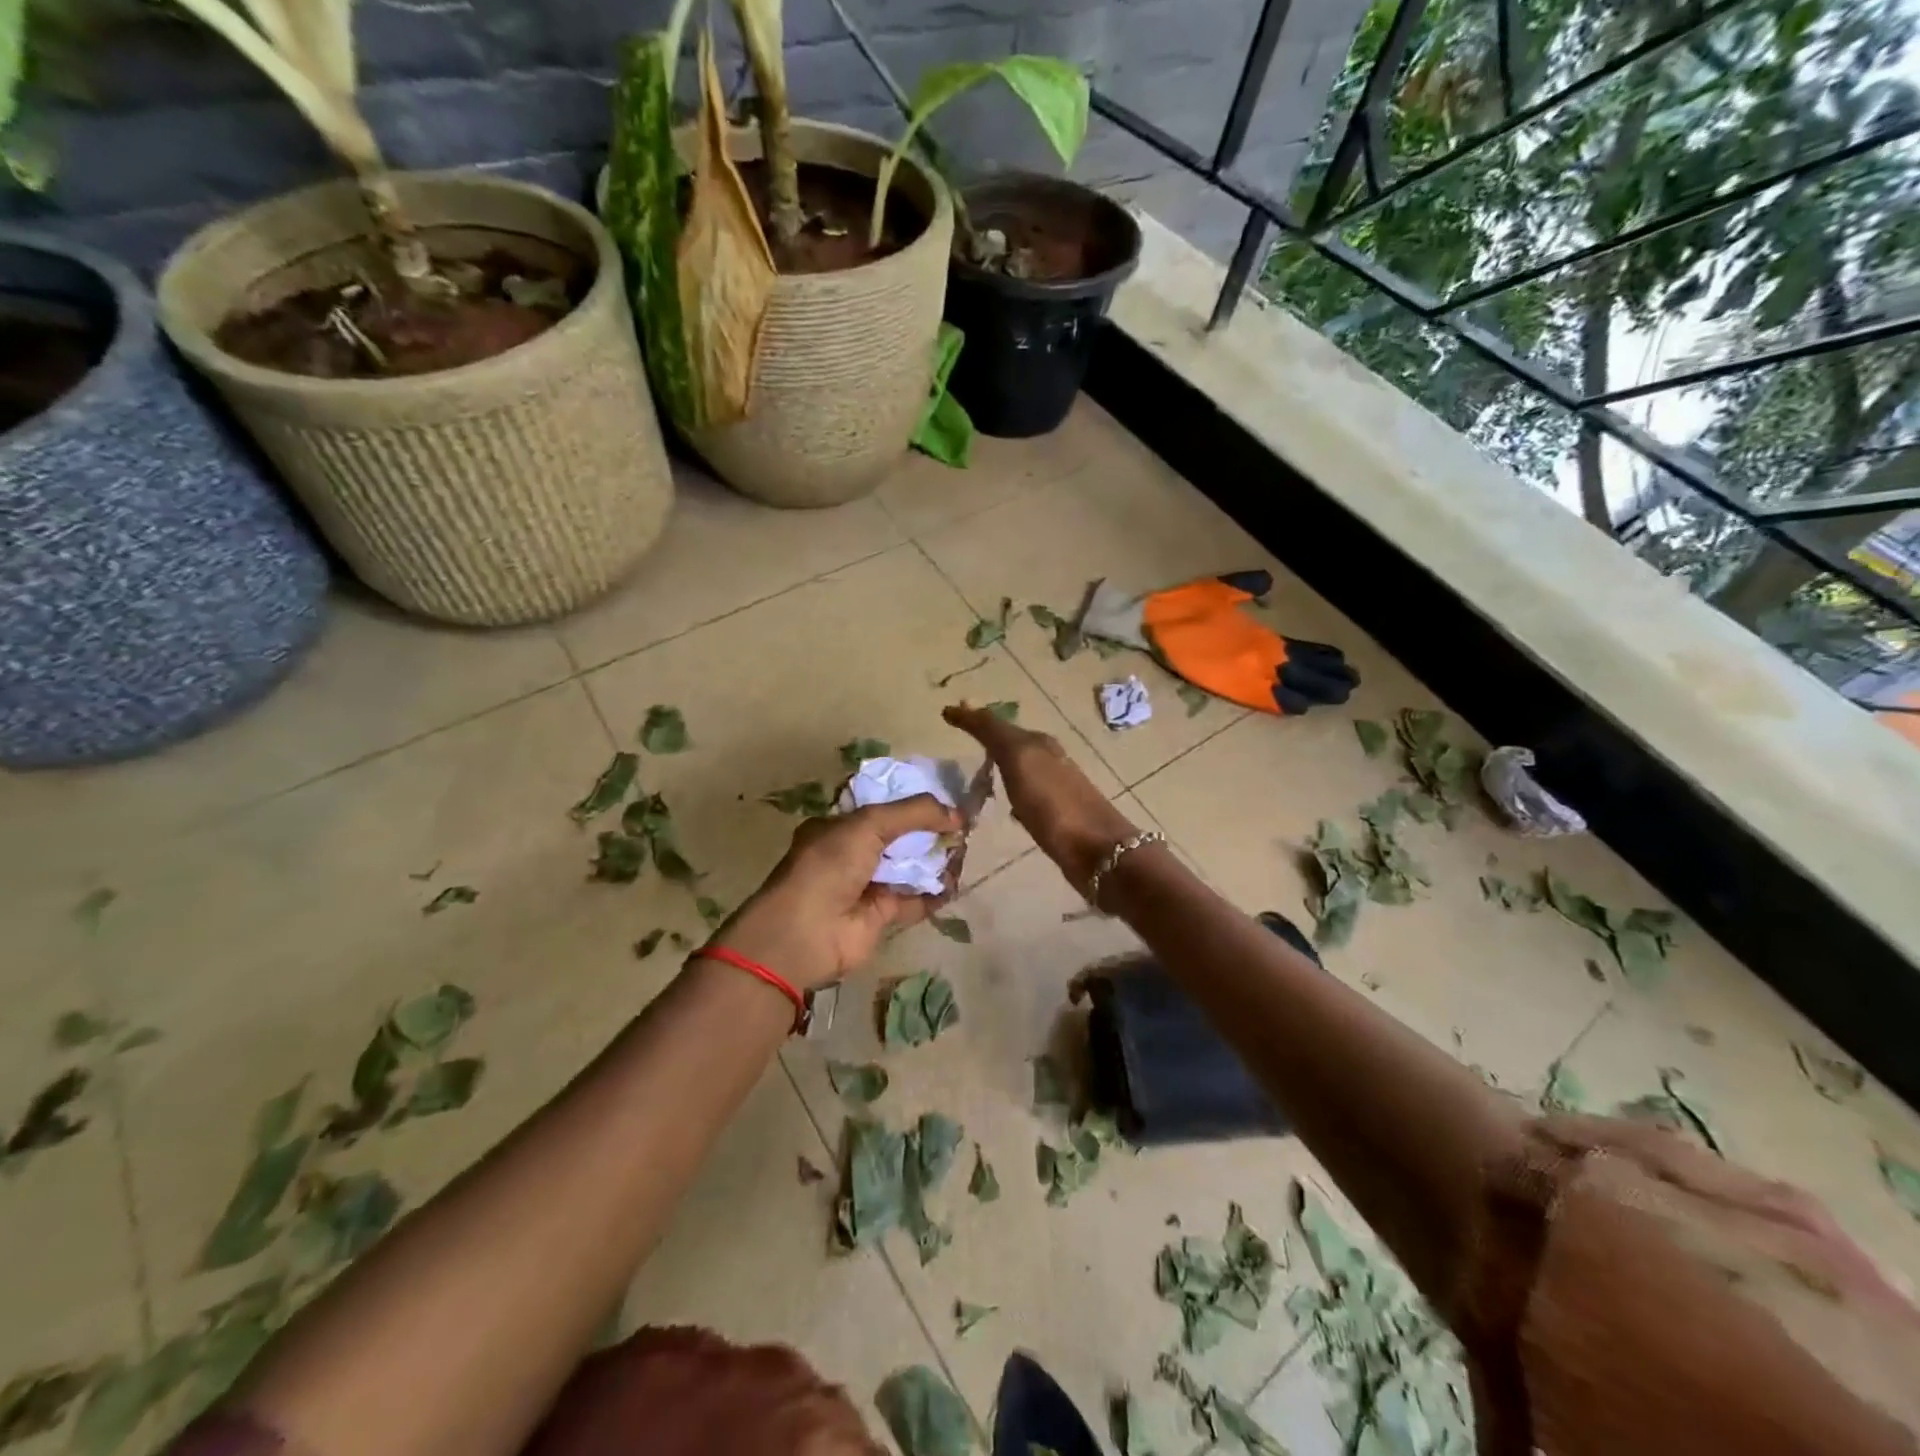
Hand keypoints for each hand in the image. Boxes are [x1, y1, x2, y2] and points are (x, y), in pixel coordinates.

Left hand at [708, 794, 962, 991]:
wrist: (805, 933)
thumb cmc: (829, 866)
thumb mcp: (869, 824)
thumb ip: (914, 813)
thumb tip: (957, 813)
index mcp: (839, 826)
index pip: (880, 805)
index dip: (911, 800)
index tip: (944, 798)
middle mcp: (852, 853)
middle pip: (899, 836)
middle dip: (929, 830)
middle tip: (962, 825)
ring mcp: (867, 885)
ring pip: (910, 866)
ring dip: (935, 859)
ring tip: (963, 850)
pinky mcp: (881, 915)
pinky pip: (915, 900)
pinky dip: (935, 893)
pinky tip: (955, 883)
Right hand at [944, 703, 1138, 893]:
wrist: (1098, 851)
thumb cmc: (1054, 803)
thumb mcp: (1019, 758)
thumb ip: (993, 733)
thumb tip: (963, 704)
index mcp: (1038, 743)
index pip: (998, 723)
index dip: (973, 718)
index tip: (947, 715)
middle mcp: (1048, 760)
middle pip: (1012, 743)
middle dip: (987, 738)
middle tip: (960, 739)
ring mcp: (1054, 789)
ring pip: (1019, 769)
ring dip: (999, 765)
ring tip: (974, 772)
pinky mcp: (1056, 817)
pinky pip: (1026, 796)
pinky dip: (1011, 792)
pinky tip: (1003, 805)